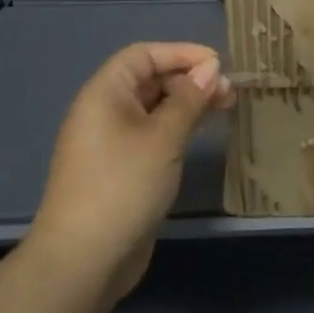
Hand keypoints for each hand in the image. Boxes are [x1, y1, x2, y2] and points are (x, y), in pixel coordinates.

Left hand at [26, 42, 234, 300]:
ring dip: (188, 103)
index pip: (143, 55)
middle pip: (149, 79)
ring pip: (154, 108)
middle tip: (229, 92)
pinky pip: (153, 134)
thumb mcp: (164, 137)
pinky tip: (202, 134)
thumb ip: (189, 99)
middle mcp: (104, 112)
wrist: (84, 259)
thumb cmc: (123, 186)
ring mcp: (111, 143)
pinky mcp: (121, 169)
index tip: (219, 64)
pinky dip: (178, 127)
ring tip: (225, 108)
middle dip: (189, 79)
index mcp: (105, 94)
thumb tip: (210, 70)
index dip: (181, 53)